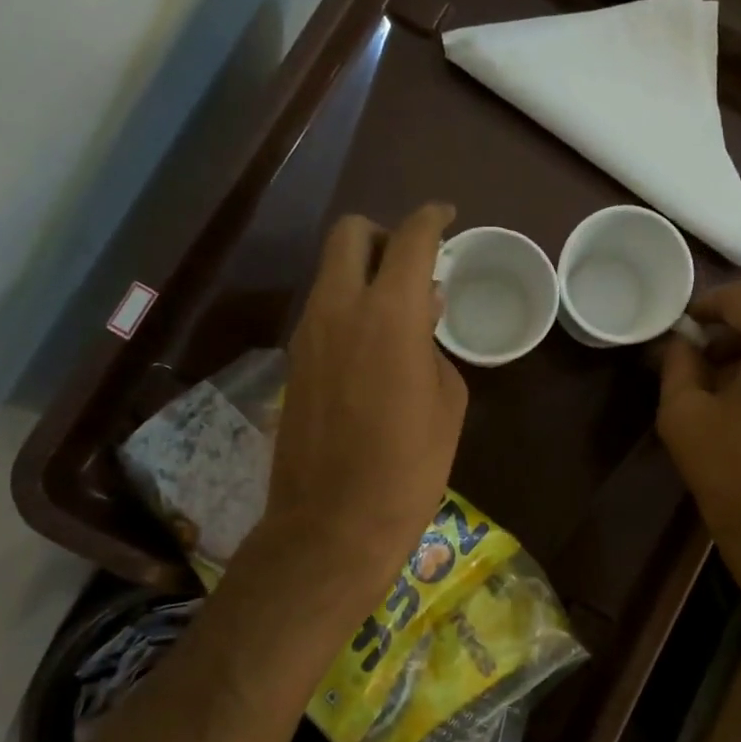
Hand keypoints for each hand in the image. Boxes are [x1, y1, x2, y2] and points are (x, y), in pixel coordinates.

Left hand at [252, 203, 468, 633]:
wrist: (334, 523)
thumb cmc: (409, 467)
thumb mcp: (447, 403)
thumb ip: (434, 347)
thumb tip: (421, 323)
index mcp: (389, 313)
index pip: (408, 238)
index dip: (431, 219)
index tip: (446, 217)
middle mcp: (338, 308)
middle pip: (349, 234)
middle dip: (382, 234)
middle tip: (412, 264)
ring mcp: (306, 334)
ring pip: (330, 273)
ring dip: (363, 274)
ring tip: (399, 311)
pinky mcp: (293, 362)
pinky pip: (321, 311)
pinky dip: (347, 308)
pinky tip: (372, 345)